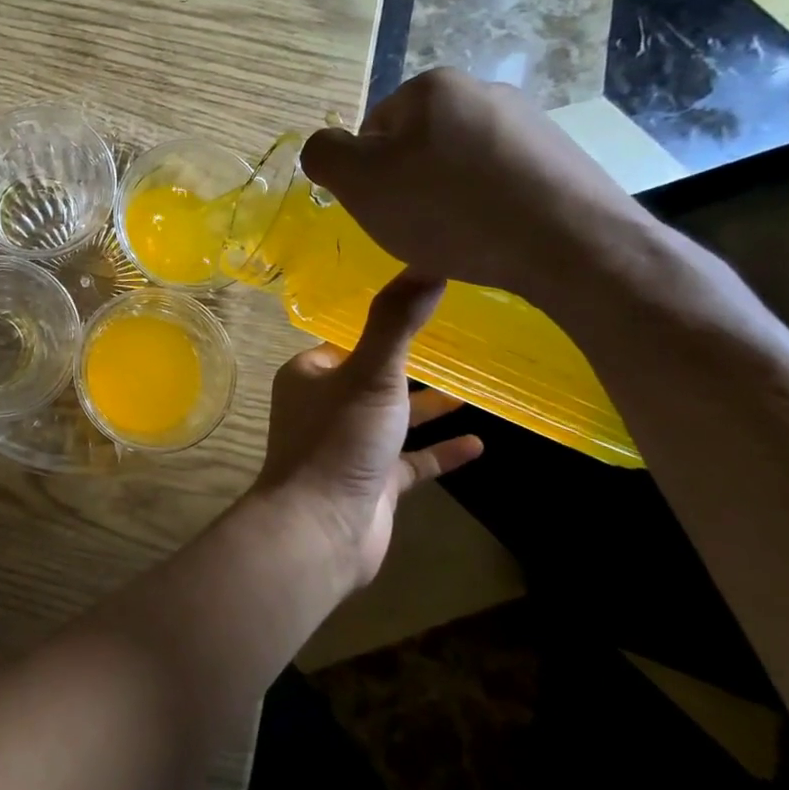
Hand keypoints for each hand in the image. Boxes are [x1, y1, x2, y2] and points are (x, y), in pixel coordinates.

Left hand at [257, 273, 484, 587]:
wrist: (321, 527)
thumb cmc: (340, 440)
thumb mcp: (371, 372)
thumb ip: (397, 322)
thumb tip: (428, 262)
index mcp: (309, 374)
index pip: (346, 339)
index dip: (379, 326)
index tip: (418, 308)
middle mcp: (323, 406)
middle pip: (371, 378)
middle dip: (406, 365)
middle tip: (454, 345)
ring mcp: (347, 447)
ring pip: (391, 419)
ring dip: (425, 407)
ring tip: (470, 390)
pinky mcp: (370, 484)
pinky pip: (410, 463)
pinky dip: (438, 453)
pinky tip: (479, 445)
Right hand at [300, 68, 653, 302]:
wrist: (572, 245)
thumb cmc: (449, 209)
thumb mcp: (359, 182)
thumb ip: (324, 154)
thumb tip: (328, 149)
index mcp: (432, 87)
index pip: (372, 130)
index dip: (367, 176)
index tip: (384, 209)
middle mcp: (483, 91)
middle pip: (416, 146)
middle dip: (408, 186)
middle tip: (416, 228)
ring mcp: (529, 124)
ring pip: (458, 166)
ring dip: (446, 199)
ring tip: (458, 239)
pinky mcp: (562, 159)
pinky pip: (499, 184)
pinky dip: (486, 209)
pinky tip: (493, 238)